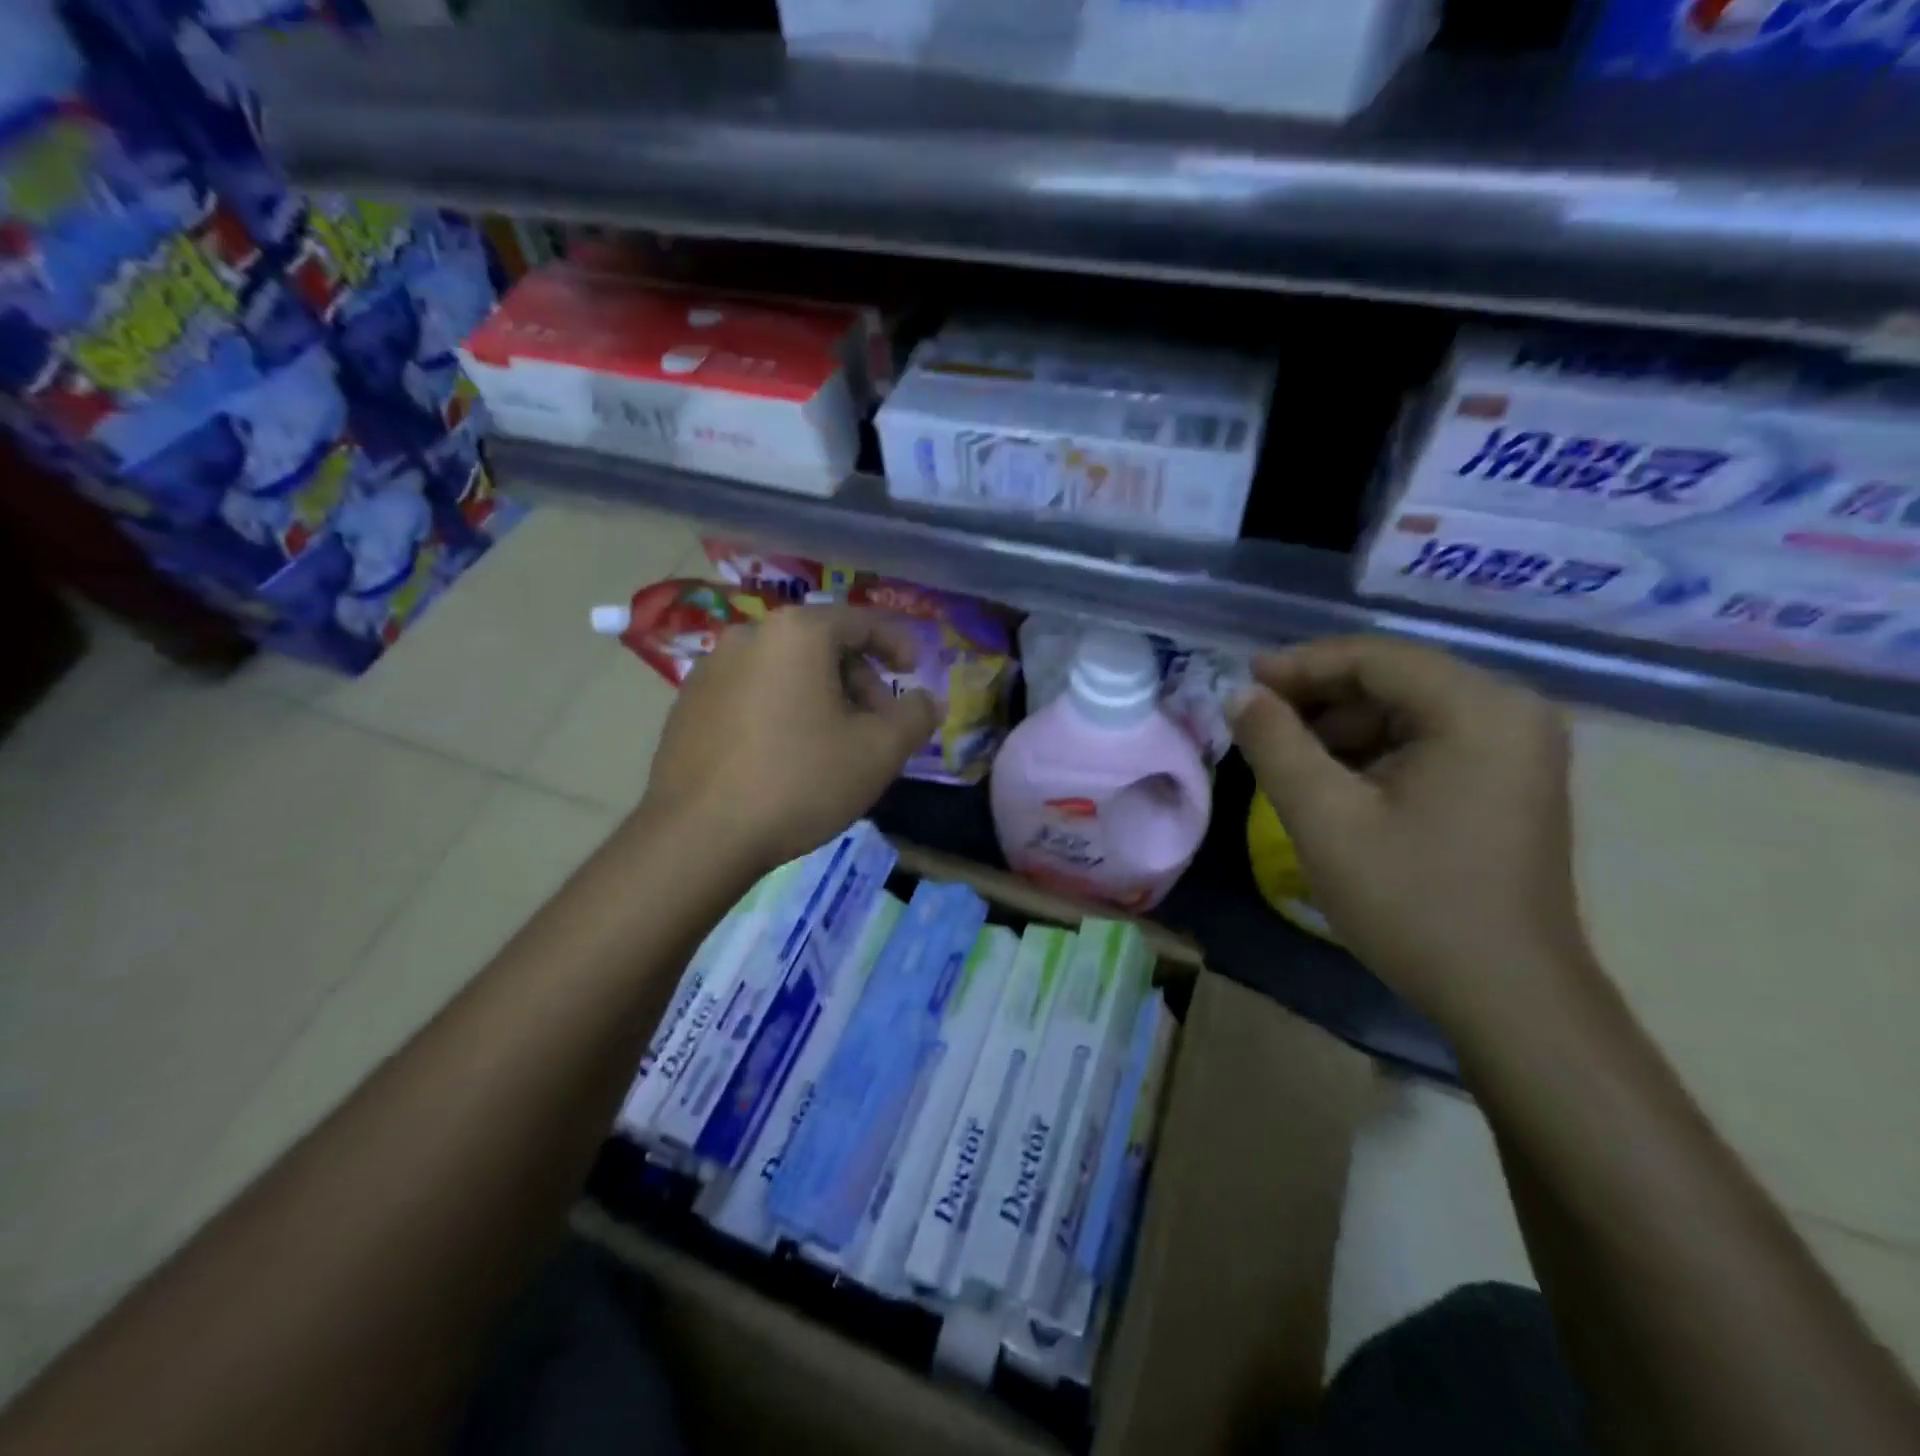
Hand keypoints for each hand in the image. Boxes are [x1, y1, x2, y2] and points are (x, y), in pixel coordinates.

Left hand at [639, 604, 937, 875]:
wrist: (698, 836)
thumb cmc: (799, 781)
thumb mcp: (879, 752)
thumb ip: (916, 716)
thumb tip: (928, 700)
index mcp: (797, 633)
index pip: (862, 621)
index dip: (897, 643)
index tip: (913, 673)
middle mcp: (749, 635)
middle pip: (822, 645)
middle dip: (859, 679)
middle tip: (878, 725)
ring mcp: (710, 669)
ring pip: (785, 670)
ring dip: (821, 697)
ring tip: (834, 746)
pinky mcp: (688, 705)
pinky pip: (752, 693)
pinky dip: (781, 710)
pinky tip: (786, 756)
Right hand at [1229, 636, 1596, 1030]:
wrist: (1506, 997)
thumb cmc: (1413, 902)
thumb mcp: (1324, 819)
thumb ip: (1275, 745)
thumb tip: (1239, 694)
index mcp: (1478, 709)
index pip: (1374, 657)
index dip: (1299, 665)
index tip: (1241, 684)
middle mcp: (1510, 711)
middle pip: (1394, 677)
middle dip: (1319, 696)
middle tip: (1257, 721)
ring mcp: (1518, 745)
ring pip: (1408, 708)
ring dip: (1342, 725)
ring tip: (1287, 755)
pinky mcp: (1510, 778)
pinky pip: (1428, 739)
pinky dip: (1374, 750)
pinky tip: (1334, 780)